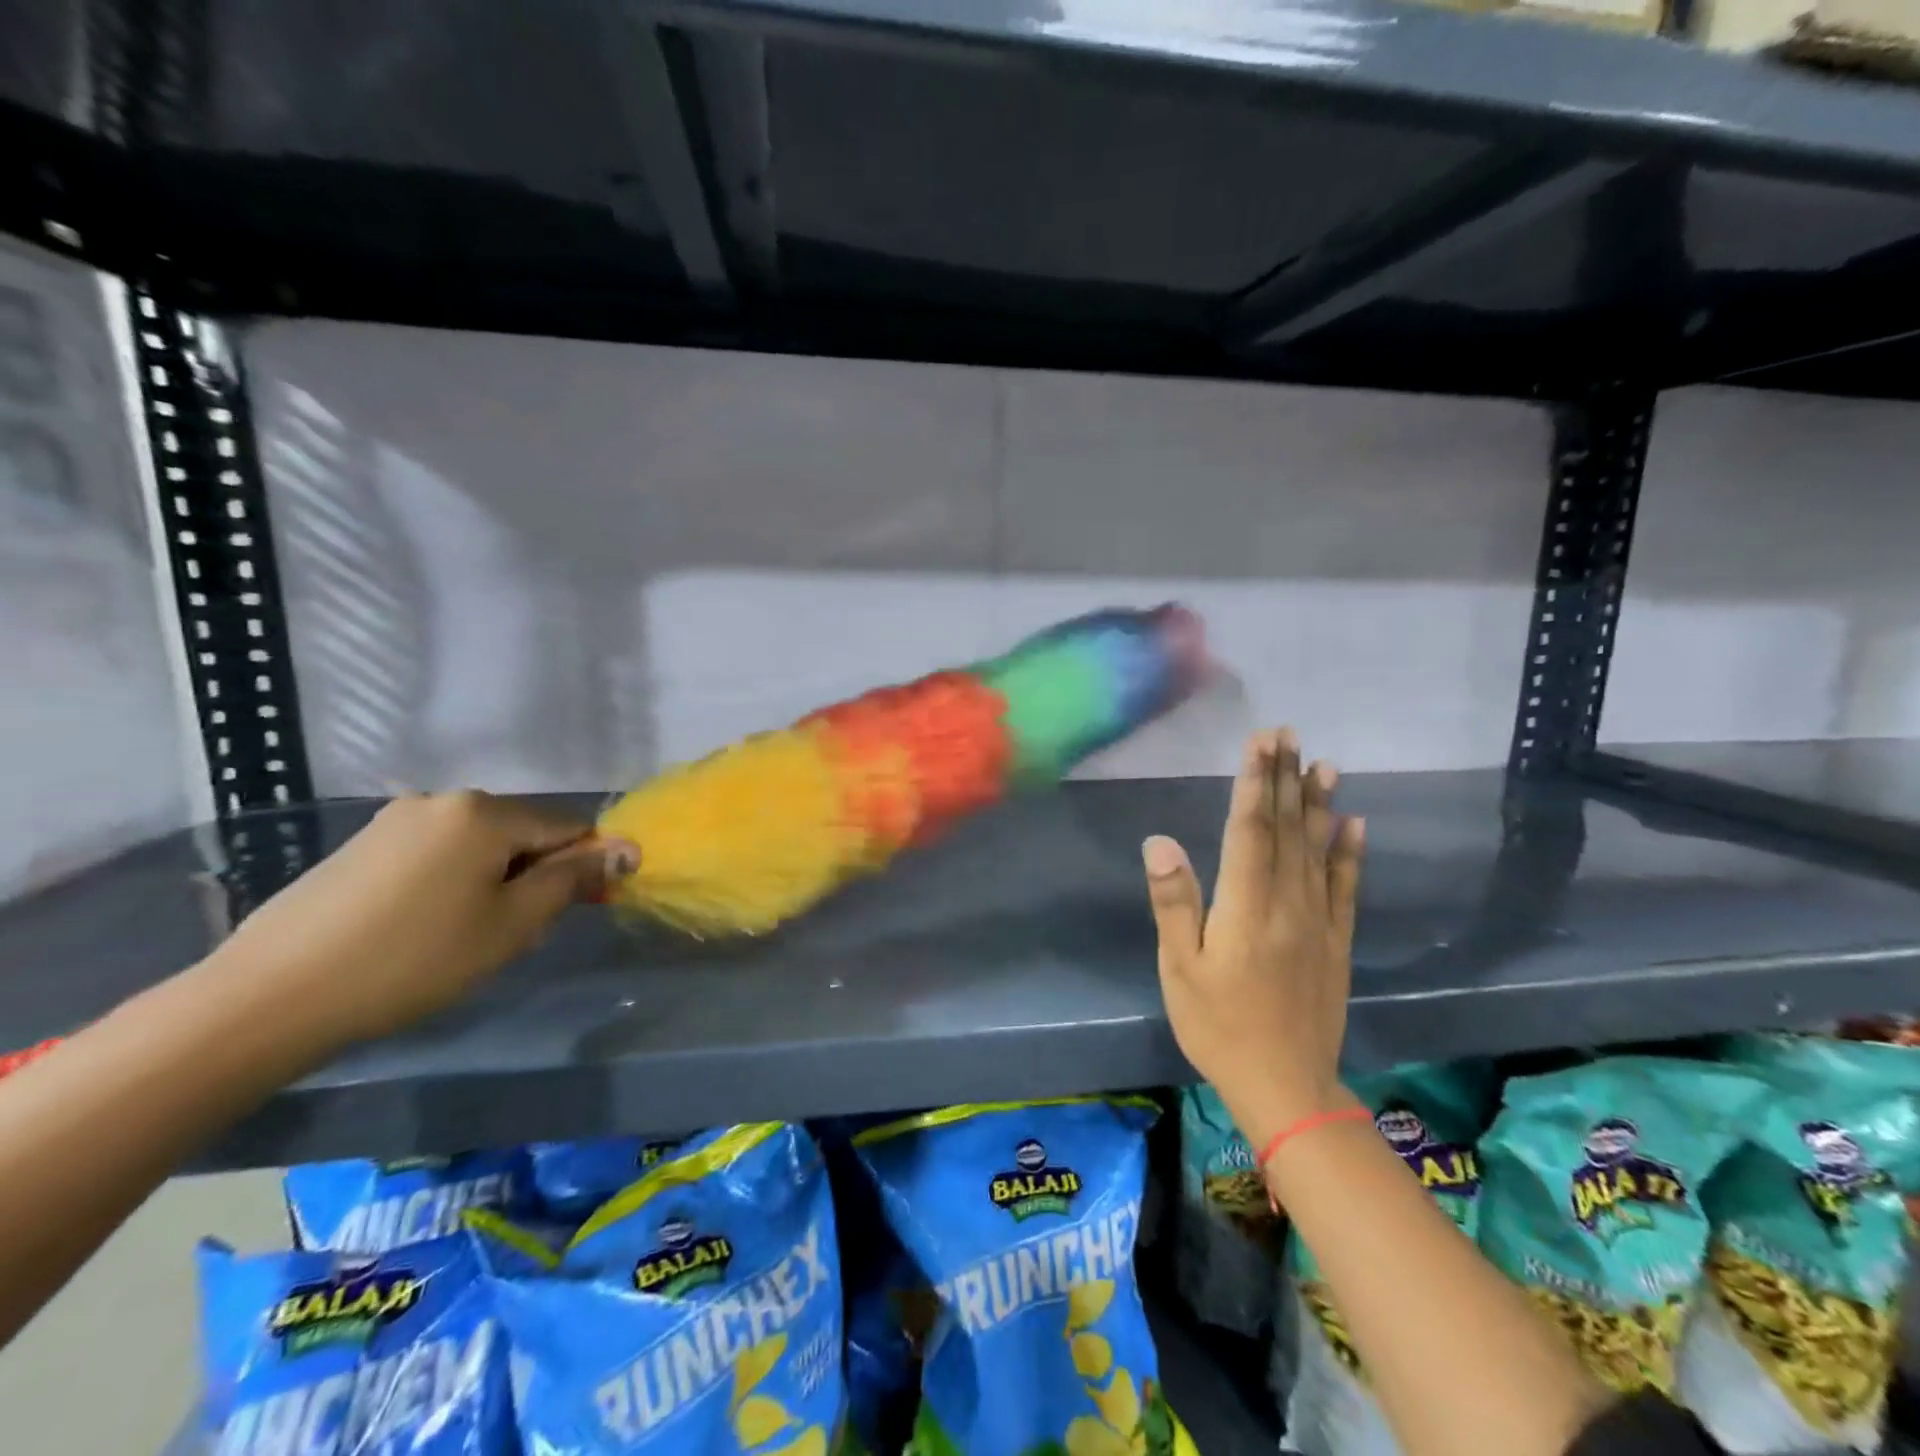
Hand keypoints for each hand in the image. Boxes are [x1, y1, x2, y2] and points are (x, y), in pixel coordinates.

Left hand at [202, 792, 635, 1047]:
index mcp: (485, 812)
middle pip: (520, 833)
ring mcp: (395, 819)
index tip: (570, 913)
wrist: (269, 998)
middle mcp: (442, 800)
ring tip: (463, 937)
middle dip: (531, 876)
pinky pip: (435, 853)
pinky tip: (421, 928)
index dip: (581, 868)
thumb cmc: (414, 959)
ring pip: (478, 845)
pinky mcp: (361, 845)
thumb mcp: (512, 924)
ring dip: (491, 881)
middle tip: (510, 935)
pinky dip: (450, 882)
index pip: (566, 828)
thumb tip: (628, 849)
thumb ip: (573, 879)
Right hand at [1141, 727, 1364, 1149]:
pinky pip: (1345, 887)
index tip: (1261, 741)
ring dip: (1318, 803)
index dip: (1255, 782)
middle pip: (1286, 829)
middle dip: (1285, 778)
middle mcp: (1287, 903)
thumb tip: (1160, 841)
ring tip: (1324, 763)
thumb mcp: (1180, 968)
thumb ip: (1174, 902)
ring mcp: (1318, 921)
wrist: (1285, 1086)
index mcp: (1246, 905)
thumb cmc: (1219, 1026)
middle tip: (1289, 733)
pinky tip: (1354, 823)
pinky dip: (1349, 852)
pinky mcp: (1336, 941)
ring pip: (1318, 849)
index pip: (1250, 829)